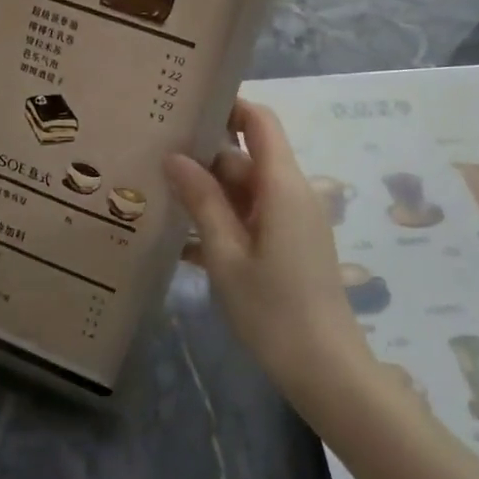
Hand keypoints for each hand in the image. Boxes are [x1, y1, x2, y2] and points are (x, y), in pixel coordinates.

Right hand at [166, 99, 372, 399]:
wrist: (326, 371)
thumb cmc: (273, 309)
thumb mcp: (226, 254)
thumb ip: (201, 200)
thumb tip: (174, 156)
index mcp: (281, 185)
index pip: (258, 122)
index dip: (227, 106)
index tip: (184, 107)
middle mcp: (290, 193)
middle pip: (244, 157)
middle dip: (201, 156)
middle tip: (151, 155)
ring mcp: (291, 221)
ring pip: (243, 190)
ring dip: (205, 192)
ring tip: (155, 192)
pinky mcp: (288, 246)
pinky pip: (249, 218)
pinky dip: (220, 220)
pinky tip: (179, 238)